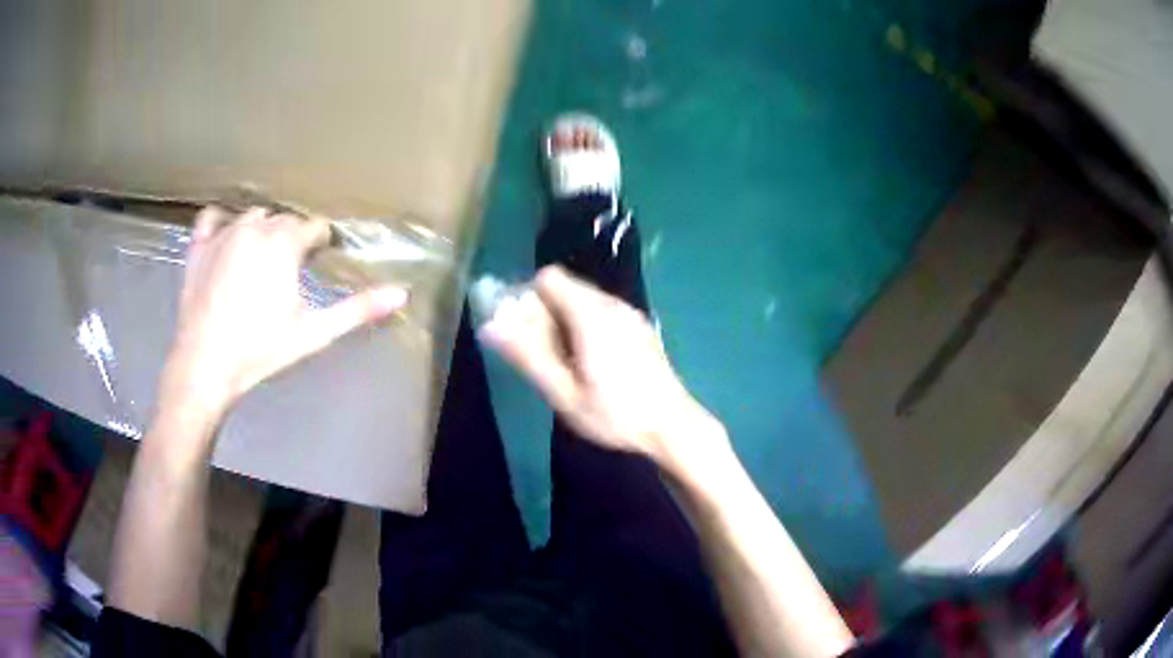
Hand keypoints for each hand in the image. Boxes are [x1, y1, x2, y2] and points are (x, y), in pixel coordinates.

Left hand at [159, 206, 407, 424]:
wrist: (205, 365)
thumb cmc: (260, 349)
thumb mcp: (314, 332)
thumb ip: (357, 309)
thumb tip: (401, 293)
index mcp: (284, 241)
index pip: (314, 227)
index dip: (321, 244)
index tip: (319, 263)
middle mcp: (255, 226)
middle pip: (284, 220)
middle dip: (293, 238)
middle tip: (291, 270)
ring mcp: (223, 232)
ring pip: (253, 217)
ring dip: (262, 231)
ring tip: (261, 261)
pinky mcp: (199, 245)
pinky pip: (212, 217)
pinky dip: (221, 223)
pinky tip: (226, 239)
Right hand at [480, 266, 723, 465]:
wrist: (673, 426)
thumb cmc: (616, 414)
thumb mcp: (564, 392)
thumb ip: (527, 355)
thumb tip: (490, 325)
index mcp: (591, 314)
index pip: (549, 277)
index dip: (528, 298)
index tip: (524, 333)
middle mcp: (612, 304)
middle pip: (566, 288)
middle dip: (545, 314)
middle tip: (545, 357)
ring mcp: (630, 314)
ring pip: (583, 301)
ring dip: (565, 322)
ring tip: (568, 365)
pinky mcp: (639, 327)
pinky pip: (601, 313)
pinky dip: (586, 327)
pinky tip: (593, 365)